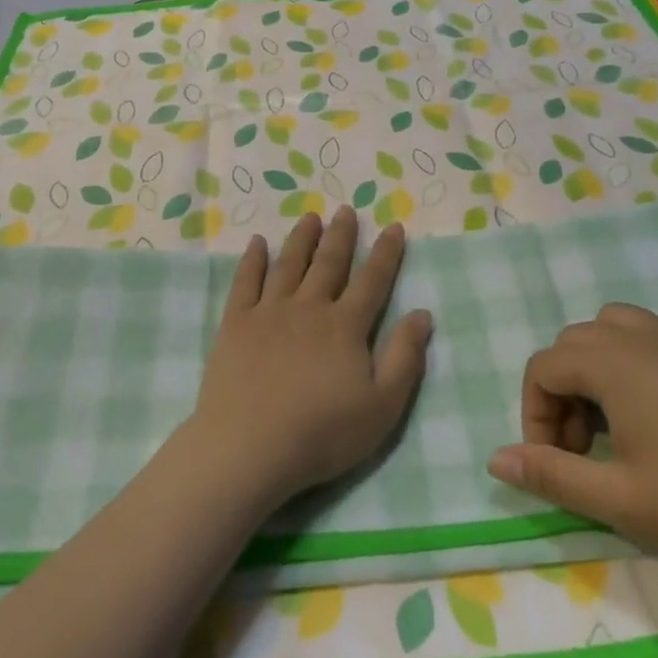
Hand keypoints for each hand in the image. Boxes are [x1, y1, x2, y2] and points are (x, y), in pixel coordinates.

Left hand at [188, 207, 431, 505]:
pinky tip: (257, 243)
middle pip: (329, 263)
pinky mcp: (235, 324)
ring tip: (310, 217)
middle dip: (341, 235)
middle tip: (346, 210)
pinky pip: (245, 282)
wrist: (250, 447)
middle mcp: (309, 308)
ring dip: (301, 239)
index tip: (393, 227)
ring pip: (289, 265)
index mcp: (346, 326)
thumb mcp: (382, 406)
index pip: (372, 281)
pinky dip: (252, 260)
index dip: (386, 253)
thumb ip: (405, 358)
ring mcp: (269, 312)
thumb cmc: (322, 433)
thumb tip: (422, 313)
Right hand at [486, 303, 657, 567]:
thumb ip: (551, 476)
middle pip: (574, 344)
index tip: (554, 462)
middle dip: (563, 392)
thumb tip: (494, 459)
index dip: (534, 414)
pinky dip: (636, 367)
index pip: (542, 367)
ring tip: (618, 424)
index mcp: (610, 361)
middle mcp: (639, 334)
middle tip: (584, 448)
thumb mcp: (620, 499)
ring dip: (598, 370)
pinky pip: (654, 340)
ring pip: (614, 330)